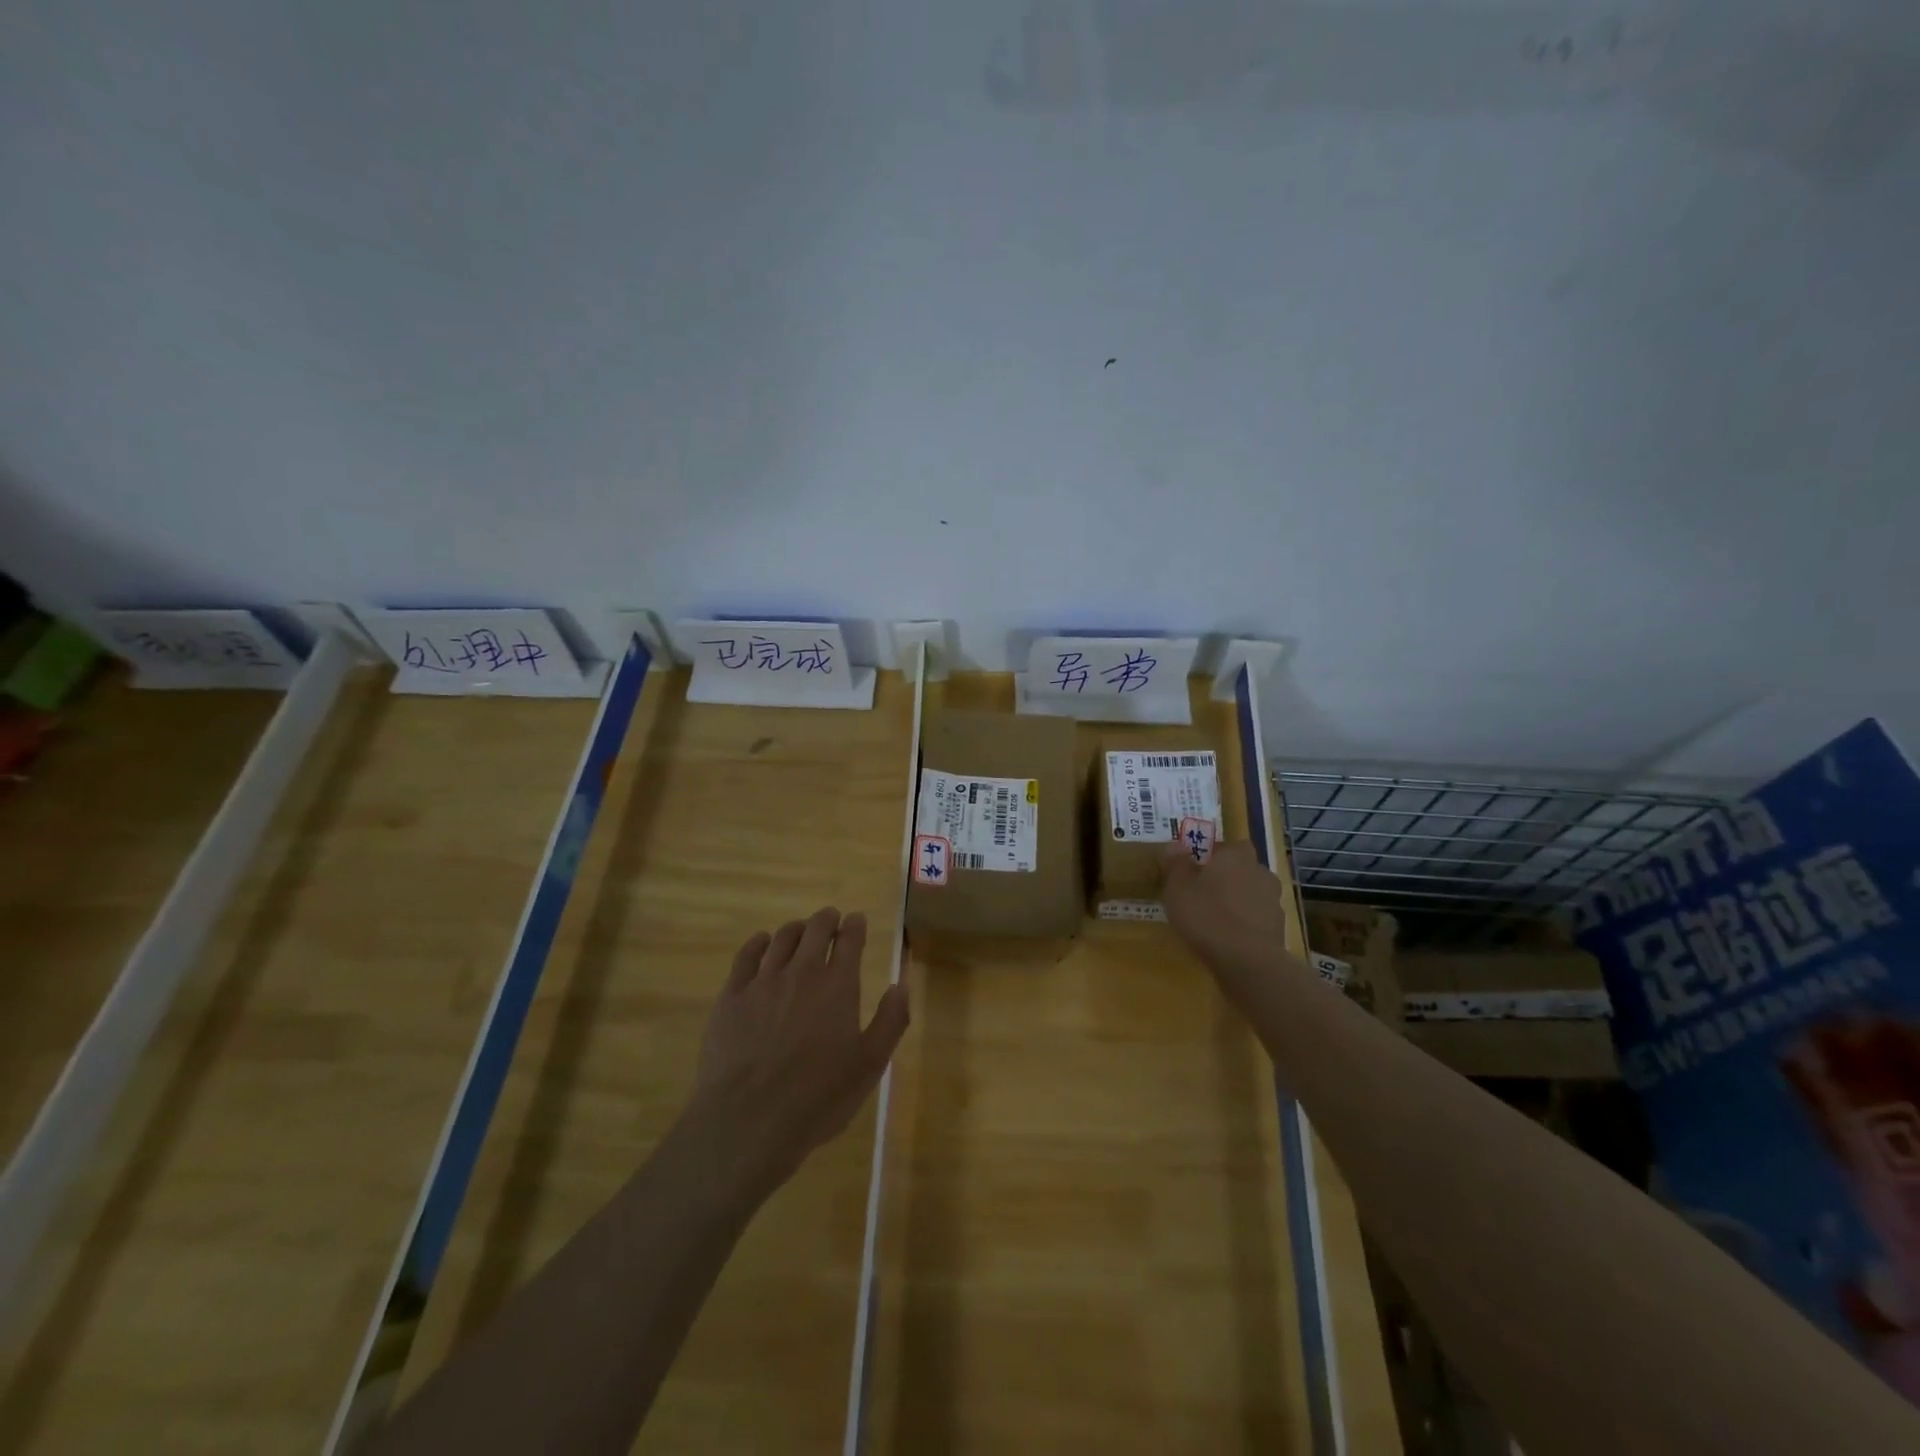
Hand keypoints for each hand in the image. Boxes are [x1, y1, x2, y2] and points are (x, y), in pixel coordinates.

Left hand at [686, 907, 909, 1200]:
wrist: (747, 1121)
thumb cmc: (817, 1098)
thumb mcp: (869, 1066)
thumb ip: (890, 1021)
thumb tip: (901, 985)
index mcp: (838, 986)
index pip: (849, 940)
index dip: (855, 926)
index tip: (856, 920)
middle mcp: (802, 973)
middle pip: (815, 929)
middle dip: (827, 919)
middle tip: (831, 919)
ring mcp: (763, 982)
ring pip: (782, 938)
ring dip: (796, 929)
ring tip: (800, 931)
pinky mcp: (731, 996)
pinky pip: (746, 955)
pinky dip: (758, 942)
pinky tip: (762, 943)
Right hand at [1159, 841, 1299, 1004]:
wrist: (1247, 962)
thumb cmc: (1207, 916)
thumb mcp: (1177, 888)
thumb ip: (1176, 864)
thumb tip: (1174, 846)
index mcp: (1237, 856)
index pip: (1230, 845)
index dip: (1215, 854)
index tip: (1198, 868)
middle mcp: (1260, 872)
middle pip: (1242, 869)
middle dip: (1226, 878)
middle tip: (1203, 893)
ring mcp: (1273, 901)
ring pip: (1251, 894)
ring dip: (1237, 902)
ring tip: (1214, 919)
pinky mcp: (1278, 929)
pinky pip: (1256, 919)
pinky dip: (1245, 924)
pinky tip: (1227, 938)